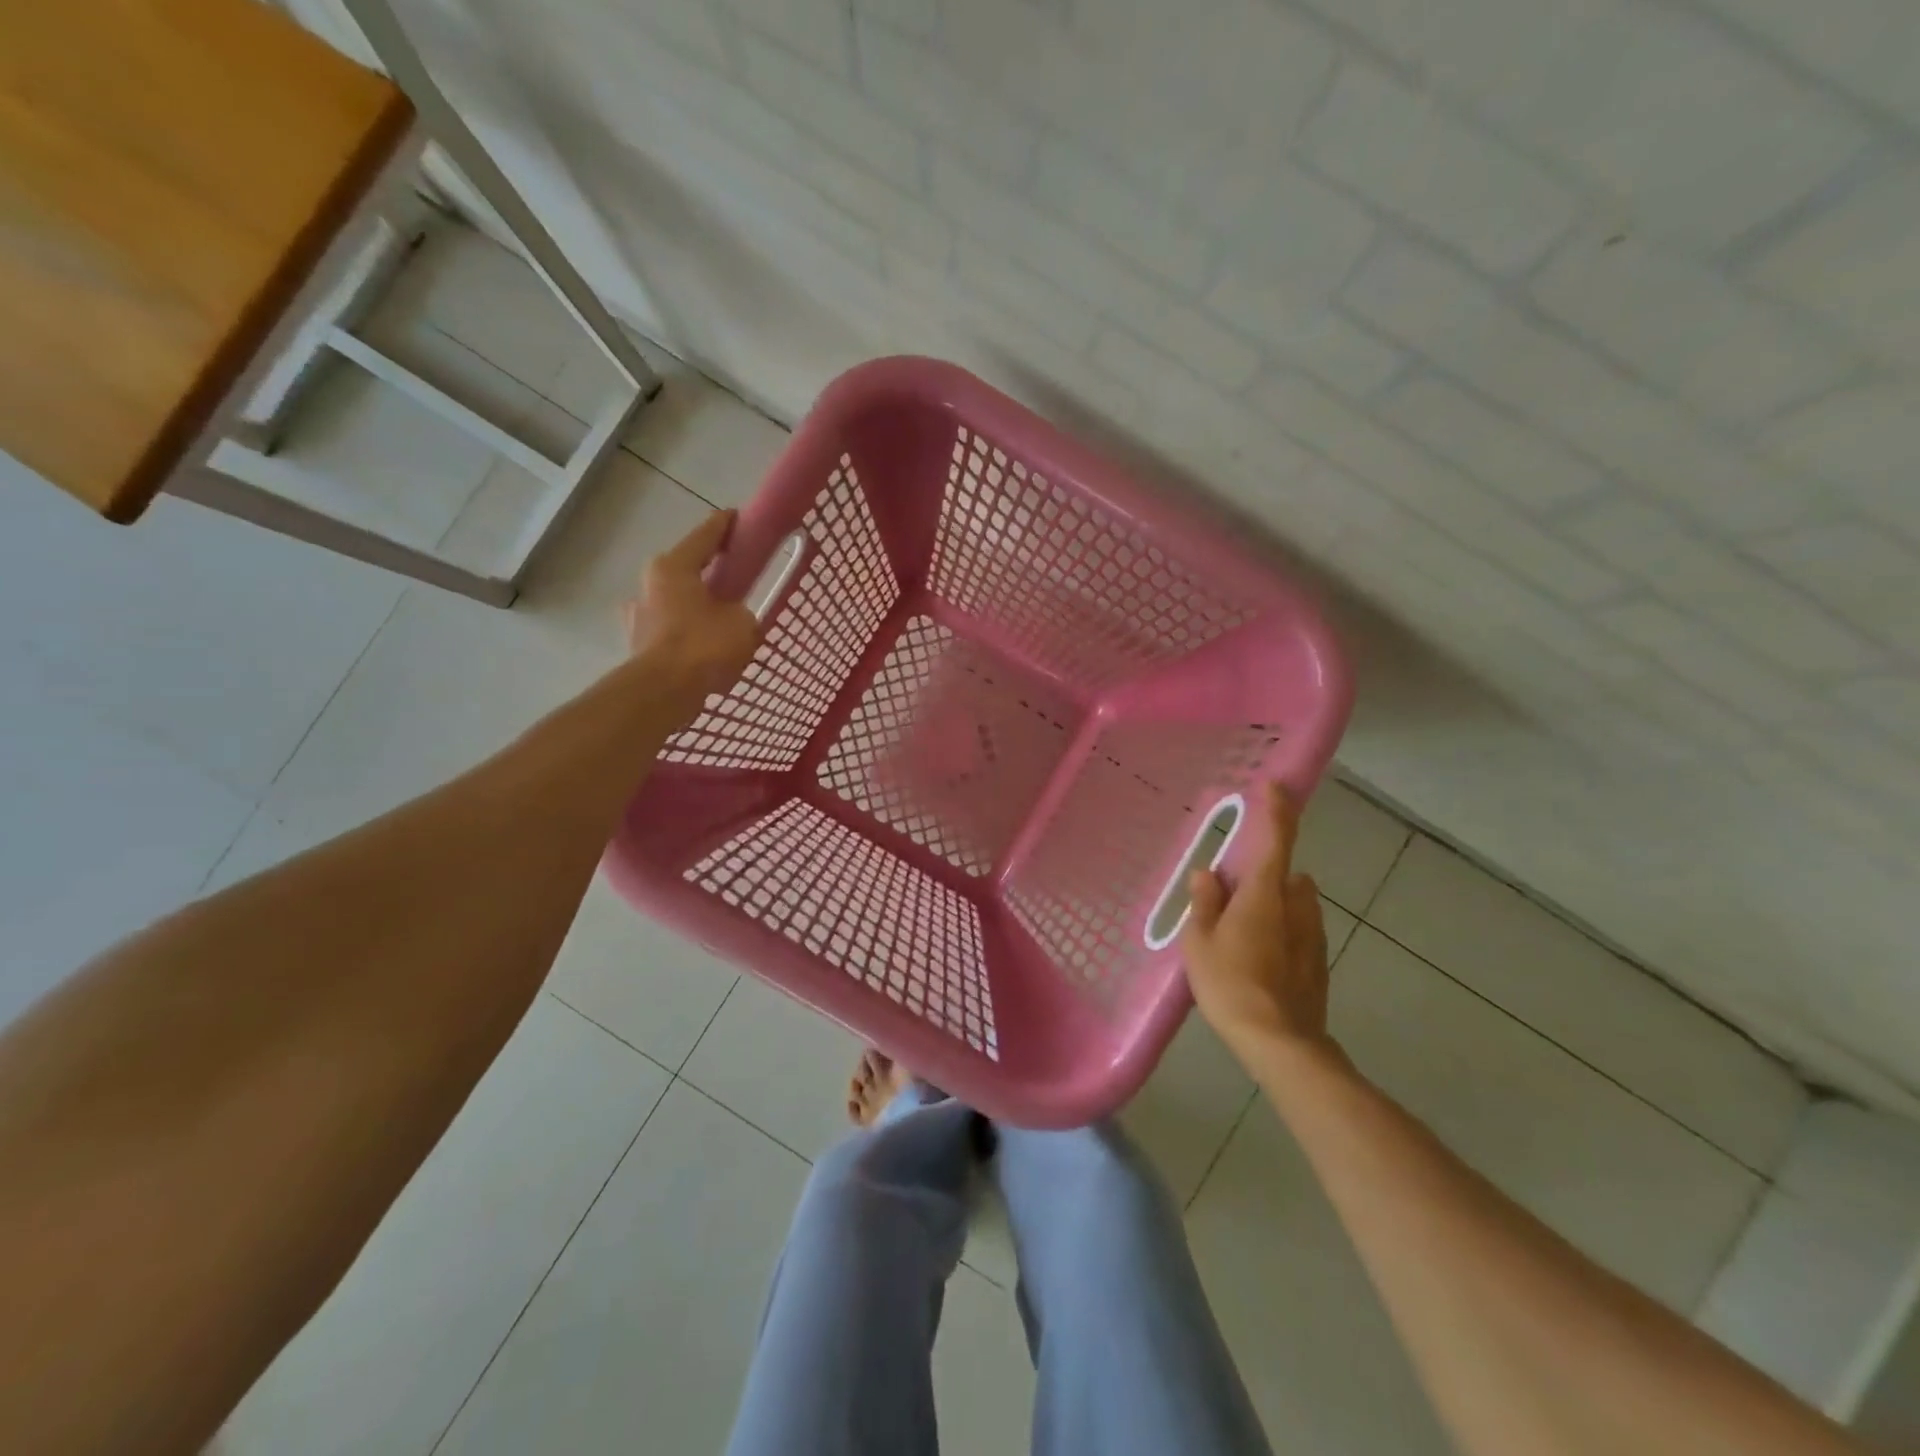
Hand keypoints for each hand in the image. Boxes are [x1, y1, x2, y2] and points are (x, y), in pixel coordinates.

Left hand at [623, 510, 760, 714]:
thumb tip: (736, 618)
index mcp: (673, 566)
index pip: (705, 535)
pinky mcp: (638, 643)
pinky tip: (704, 648)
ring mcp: (639, 614)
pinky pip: (672, 629)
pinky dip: (688, 633)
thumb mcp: (743, 623)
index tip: (740, 518)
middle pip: (688, 569)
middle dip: (712, 573)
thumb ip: (743, 612)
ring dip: (697, 606)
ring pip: (677, 601)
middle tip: (738, 579)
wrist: (663, 693)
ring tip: (722, 621)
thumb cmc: (703, 647)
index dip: (726, 525)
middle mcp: (649, 583)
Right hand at [1181, 782, 1334, 1059]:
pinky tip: (1258, 961)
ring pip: (1294, 903)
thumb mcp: (1200, 941)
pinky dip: (1281, 932)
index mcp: (1265, 893)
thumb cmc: (1230, 984)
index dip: (1276, 809)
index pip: (1276, 838)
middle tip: (1229, 896)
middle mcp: (1297, 904)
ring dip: (1273, 904)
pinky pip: (1298, 930)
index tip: (1274, 785)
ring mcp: (1313, 934)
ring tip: (1241, 933)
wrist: (1281, 1042)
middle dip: (1263, 875)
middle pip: (1284, 874)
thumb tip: (1208, 874)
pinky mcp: (1318, 961)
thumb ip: (1205, 902)